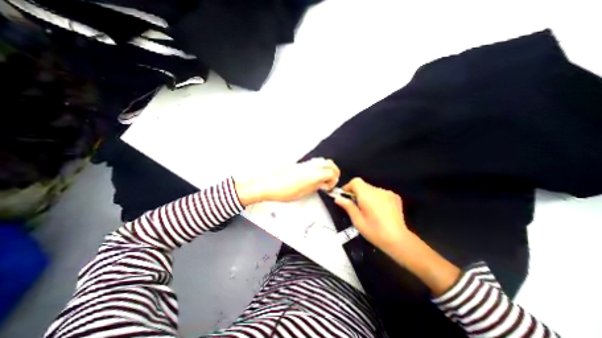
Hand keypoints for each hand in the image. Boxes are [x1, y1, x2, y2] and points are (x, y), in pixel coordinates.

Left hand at [235, 156, 338, 204]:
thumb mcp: (303, 193)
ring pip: (321, 161)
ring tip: (321, 181)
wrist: (268, 184)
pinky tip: (313, 178)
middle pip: (328, 163)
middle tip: (329, 182)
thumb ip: (316, 186)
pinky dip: (318, 169)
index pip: (331, 171)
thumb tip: (323, 183)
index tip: (328, 187)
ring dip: (326, 169)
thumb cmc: (283, 191)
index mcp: (313, 174)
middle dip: (333, 171)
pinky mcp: (300, 164)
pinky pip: (313, 163)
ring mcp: (305, 164)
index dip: (334, 179)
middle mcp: (310, 166)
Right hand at [334, 178, 414, 253]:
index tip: (345, 195)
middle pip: (363, 185)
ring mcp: (388, 193)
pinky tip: (379, 210)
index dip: (348, 186)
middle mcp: (378, 191)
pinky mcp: (395, 197)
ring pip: (371, 189)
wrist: (399, 240)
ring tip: (368, 210)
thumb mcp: (357, 221)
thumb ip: (348, 206)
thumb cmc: (375, 232)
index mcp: (368, 195)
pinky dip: (376, 198)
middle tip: (355, 206)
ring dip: (367, 196)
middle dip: (357, 193)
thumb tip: (337, 198)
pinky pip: (380, 193)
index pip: (356, 181)